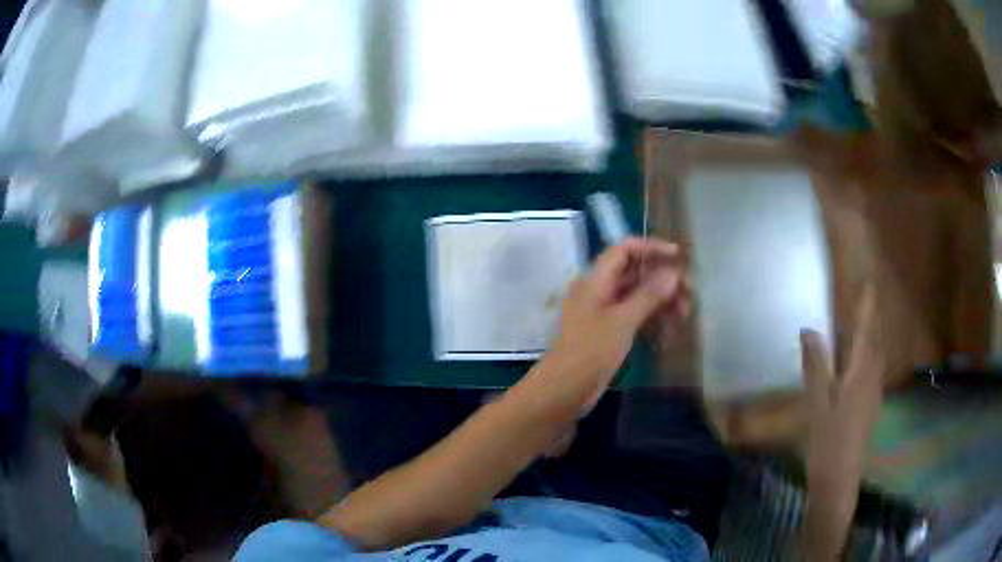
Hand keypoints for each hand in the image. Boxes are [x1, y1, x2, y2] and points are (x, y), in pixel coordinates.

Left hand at [545, 238, 684, 410]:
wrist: (563, 391)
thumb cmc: (591, 351)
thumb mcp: (622, 321)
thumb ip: (648, 295)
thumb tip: (672, 273)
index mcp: (595, 280)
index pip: (623, 250)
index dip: (650, 247)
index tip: (678, 255)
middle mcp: (599, 291)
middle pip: (634, 274)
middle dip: (662, 280)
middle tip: (689, 294)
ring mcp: (603, 314)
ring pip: (637, 298)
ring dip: (661, 304)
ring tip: (684, 316)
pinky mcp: (608, 334)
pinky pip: (634, 319)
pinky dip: (651, 322)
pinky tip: (669, 335)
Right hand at [800, 288, 883, 559]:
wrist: (840, 477)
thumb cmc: (828, 439)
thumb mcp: (817, 402)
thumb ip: (816, 364)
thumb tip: (809, 329)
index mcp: (860, 373)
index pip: (866, 331)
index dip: (867, 307)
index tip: (868, 284)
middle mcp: (872, 378)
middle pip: (875, 342)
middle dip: (872, 319)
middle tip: (868, 300)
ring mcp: (874, 394)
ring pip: (877, 357)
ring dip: (873, 337)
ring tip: (865, 325)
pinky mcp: (871, 407)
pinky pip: (874, 371)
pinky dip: (870, 357)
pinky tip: (862, 364)